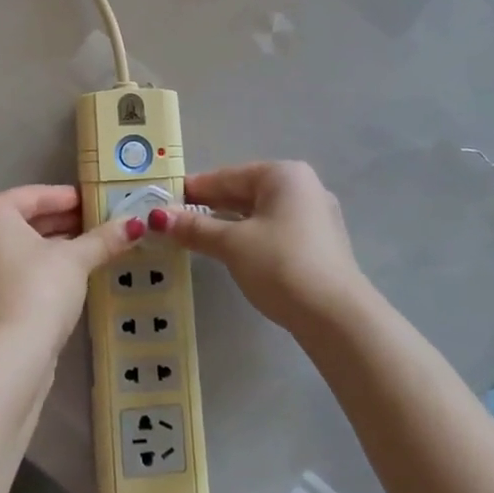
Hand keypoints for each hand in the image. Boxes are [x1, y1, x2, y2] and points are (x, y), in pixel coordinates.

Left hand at [0, 185, 139, 347]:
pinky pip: (11, 270)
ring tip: (90, 249)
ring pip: (18, 247)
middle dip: (62, 222)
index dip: (69, 197)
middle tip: (98, 224)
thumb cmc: (38, 290)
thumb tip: (135, 224)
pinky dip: (37, 268)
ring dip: (52, 246)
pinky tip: (68, 276)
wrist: (7, 358)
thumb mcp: (75, 260)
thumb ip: (103, 239)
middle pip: (24, 220)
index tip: (97, 202)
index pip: (35, 195)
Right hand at [160, 161, 369, 330]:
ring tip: (195, 236)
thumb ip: (194, 228)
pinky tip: (230, 251)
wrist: (336, 317)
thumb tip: (157, 218)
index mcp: (283, 175)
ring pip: (259, 212)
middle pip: (244, 191)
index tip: (163, 200)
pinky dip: (249, 236)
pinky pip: (273, 230)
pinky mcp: (319, 244)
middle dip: (209, 206)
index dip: (193, 189)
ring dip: (227, 223)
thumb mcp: (231, 244)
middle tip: (174, 220)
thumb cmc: (280, 265)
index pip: (227, 176)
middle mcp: (303, 187)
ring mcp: (315, 216)